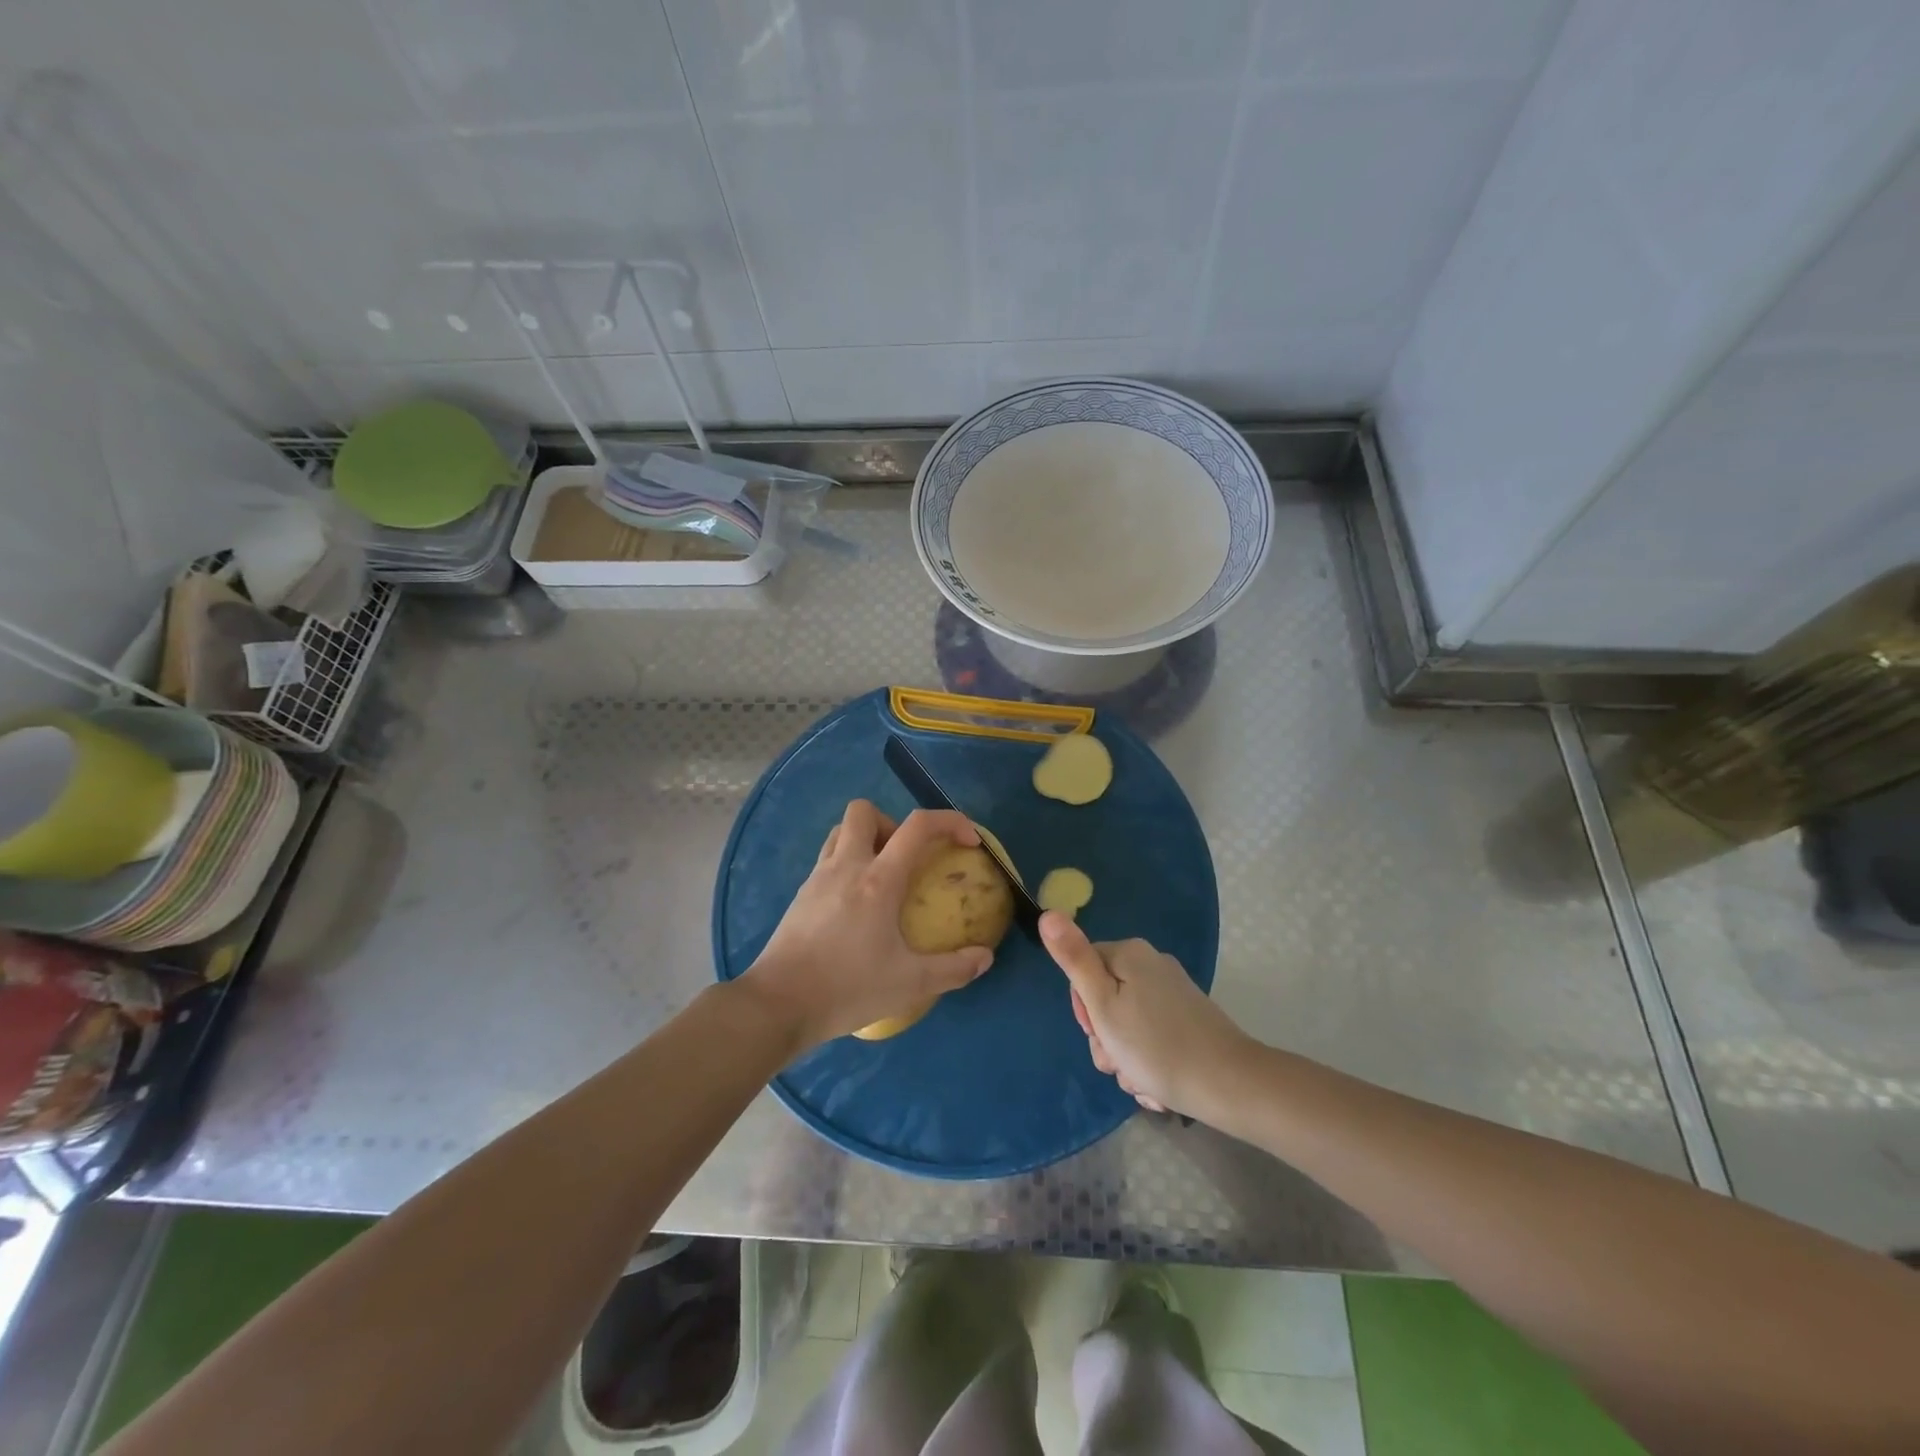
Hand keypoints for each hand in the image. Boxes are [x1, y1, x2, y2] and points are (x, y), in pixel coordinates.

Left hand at [738, 801, 995, 1051]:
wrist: (778, 1005)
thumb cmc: (847, 988)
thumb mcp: (910, 984)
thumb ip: (953, 969)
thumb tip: (985, 958)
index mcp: (878, 880)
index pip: (918, 826)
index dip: (949, 821)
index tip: (967, 840)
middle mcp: (846, 866)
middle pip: (864, 811)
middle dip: (892, 823)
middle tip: (906, 859)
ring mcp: (817, 878)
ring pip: (840, 832)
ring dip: (865, 840)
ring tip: (882, 878)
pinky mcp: (800, 896)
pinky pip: (826, 860)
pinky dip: (846, 866)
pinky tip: (854, 906)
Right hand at [1040, 911, 1250, 1117]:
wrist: (1229, 1085)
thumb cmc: (1155, 1046)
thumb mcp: (1102, 1005)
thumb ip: (1073, 959)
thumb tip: (1047, 913)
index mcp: (1129, 954)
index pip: (1083, 970)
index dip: (1084, 1007)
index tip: (1097, 1032)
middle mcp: (1153, 965)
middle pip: (1105, 998)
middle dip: (1105, 1037)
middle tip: (1118, 1060)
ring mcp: (1173, 993)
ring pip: (1127, 1024)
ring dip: (1125, 1057)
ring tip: (1141, 1079)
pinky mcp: (1189, 1019)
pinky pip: (1152, 1037)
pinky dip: (1148, 1061)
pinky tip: (1157, 1084)